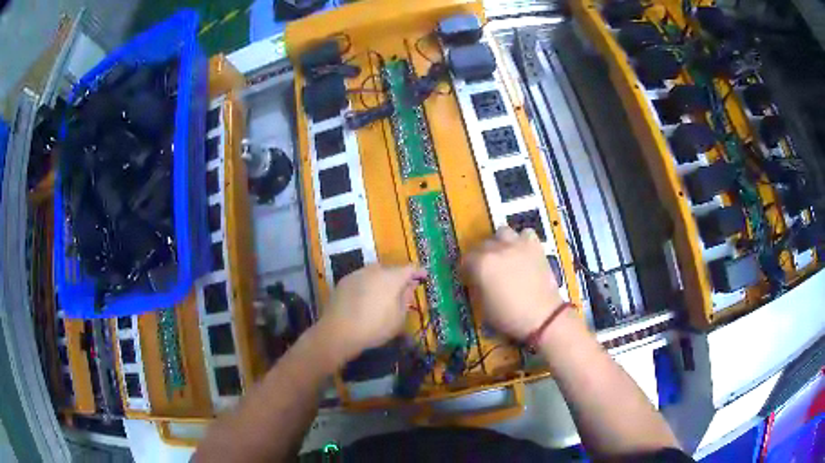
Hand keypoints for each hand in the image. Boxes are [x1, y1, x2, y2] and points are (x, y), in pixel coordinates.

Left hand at [317, 264, 425, 363]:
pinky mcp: (344, 281)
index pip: (409, 268)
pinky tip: (366, 299)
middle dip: (398, 277)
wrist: (338, 331)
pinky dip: (367, 285)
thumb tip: (409, 287)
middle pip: (391, 270)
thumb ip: (406, 299)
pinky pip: (362, 280)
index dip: (418, 272)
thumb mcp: (398, 318)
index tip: (424, 276)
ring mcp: (357, 274)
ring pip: (375, 273)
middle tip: (403, 290)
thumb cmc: (375, 327)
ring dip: (381, 281)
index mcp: (391, 277)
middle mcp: (374, 270)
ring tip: (383, 295)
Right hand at [463, 226, 563, 339]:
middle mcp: (497, 249)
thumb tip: (476, 279)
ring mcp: (517, 244)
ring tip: (504, 256)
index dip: (467, 270)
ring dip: (500, 243)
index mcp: (481, 264)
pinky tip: (523, 252)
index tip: (470, 278)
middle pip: (482, 245)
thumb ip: (477, 286)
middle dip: (482, 256)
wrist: (543, 317)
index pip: (466, 259)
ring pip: (502, 232)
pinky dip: (522, 240)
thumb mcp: (483, 306)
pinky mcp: (535, 246)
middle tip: (488, 270)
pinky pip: (525, 233)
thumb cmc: (509, 316)